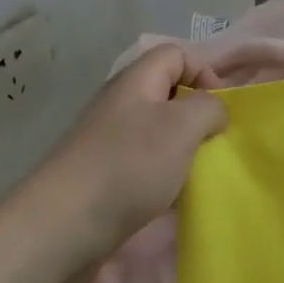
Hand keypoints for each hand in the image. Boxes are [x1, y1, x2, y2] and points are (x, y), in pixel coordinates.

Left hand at [18, 44, 228, 279]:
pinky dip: (163, 176)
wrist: (63, 227)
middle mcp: (120, 104)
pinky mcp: (102, 176)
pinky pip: (143, 163)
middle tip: (213, 142)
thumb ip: (209, 108)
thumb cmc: (129, 165)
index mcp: (136, 81)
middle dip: (196, 115)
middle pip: (167, 93)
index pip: (176, 55)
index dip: (204, 72)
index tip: (221, 108)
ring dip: (181, 149)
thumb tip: (213, 111)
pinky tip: (171, 197)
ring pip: (157, 132)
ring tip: (196, 172)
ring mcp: (108, 141)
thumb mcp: (182, 126)